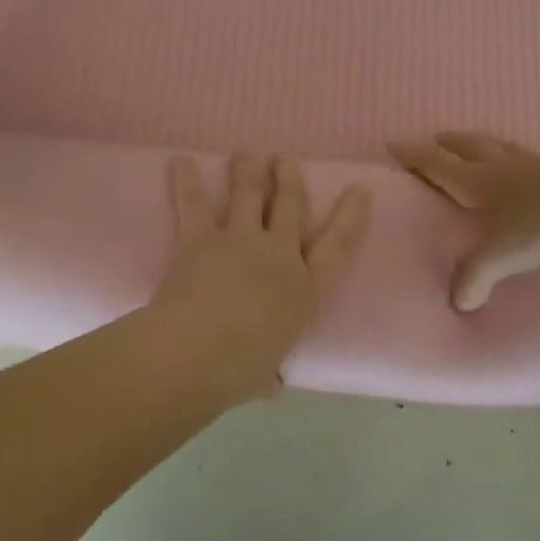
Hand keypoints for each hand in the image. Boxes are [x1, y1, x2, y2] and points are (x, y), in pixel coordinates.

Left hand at [152, 153, 371, 399]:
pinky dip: (187, 180)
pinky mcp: (202, 237)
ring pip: (248, 194)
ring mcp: (241, 240)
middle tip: (284, 159)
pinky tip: (181, 161)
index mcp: (304, 289)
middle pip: (289, 206)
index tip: (358, 190)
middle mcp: (278, 255)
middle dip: (288, 179)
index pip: (337, 245)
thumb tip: (272, 387)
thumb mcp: (266, 375)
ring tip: (245, 153)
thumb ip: (270, 374)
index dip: (350, 215)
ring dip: (247, 170)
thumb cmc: (242, 369)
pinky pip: (194, 203)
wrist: (202, 349)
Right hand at [389, 133, 539, 311]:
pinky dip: (523, 158)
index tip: (393, 142)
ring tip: (479, 146)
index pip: (436, 164)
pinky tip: (534, 165)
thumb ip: (475, 277)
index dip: (413, 155)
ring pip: (501, 147)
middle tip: (435, 139)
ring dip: (484, 145)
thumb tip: (458, 302)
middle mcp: (502, 166)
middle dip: (448, 143)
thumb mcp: (501, 255)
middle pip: (468, 146)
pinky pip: (536, 157)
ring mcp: (537, 162)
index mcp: (477, 182)